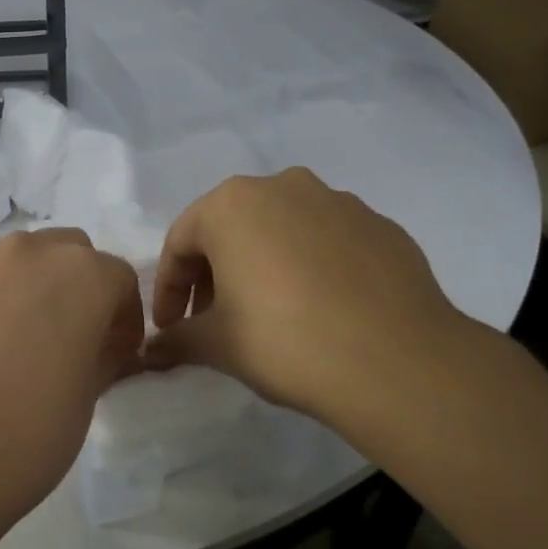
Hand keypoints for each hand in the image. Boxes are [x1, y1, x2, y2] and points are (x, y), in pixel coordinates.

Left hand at [0, 228, 145, 524]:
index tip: (116, 353)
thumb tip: (104, 347)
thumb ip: (103, 356)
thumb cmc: (29, 436)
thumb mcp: (88, 397)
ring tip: (21, 325)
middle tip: (72, 340)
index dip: (124, 317)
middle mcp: (35, 251)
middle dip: (82, 289)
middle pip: (73, 253)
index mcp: (86, 277)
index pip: (120, 279)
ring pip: (23, 248)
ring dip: (33, 276)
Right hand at [145, 168, 475, 437]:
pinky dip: (310, 267)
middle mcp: (283, 186)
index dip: (168, 289)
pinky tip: (319, 308)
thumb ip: (176, 340)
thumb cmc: (285, 340)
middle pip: (230, 229)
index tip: (170, 328)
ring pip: (281, 230)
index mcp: (232, 204)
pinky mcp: (381, 226)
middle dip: (214, 274)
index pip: (181, 243)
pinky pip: (327, 242)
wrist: (397, 362)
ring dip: (262, 265)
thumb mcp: (217, 345)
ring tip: (268, 313)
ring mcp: (339, 201)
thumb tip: (150, 351)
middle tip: (212, 320)